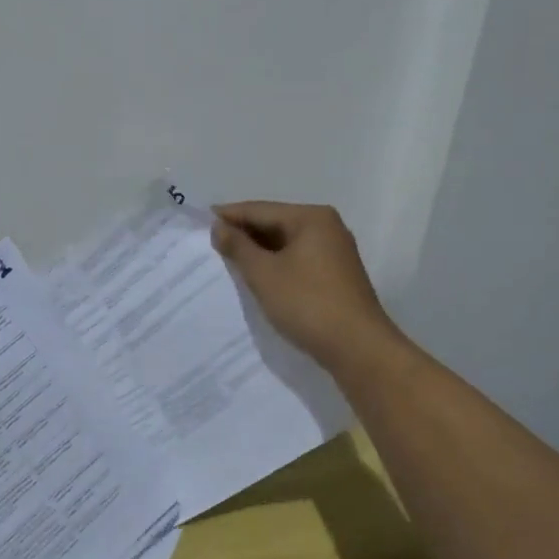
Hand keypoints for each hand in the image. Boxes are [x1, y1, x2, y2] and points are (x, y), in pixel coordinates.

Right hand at [210, 201, 403, 373]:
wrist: (358, 349)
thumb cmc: (307, 303)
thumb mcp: (263, 274)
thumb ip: (238, 246)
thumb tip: (219, 226)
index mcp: (311, 217)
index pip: (260, 209)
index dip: (229, 216)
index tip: (200, 223)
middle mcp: (326, 227)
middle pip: (275, 222)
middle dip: (244, 233)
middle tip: (211, 244)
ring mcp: (335, 251)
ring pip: (286, 242)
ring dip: (259, 251)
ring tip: (228, 261)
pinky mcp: (337, 274)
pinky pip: (297, 259)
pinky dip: (276, 264)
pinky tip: (258, 276)